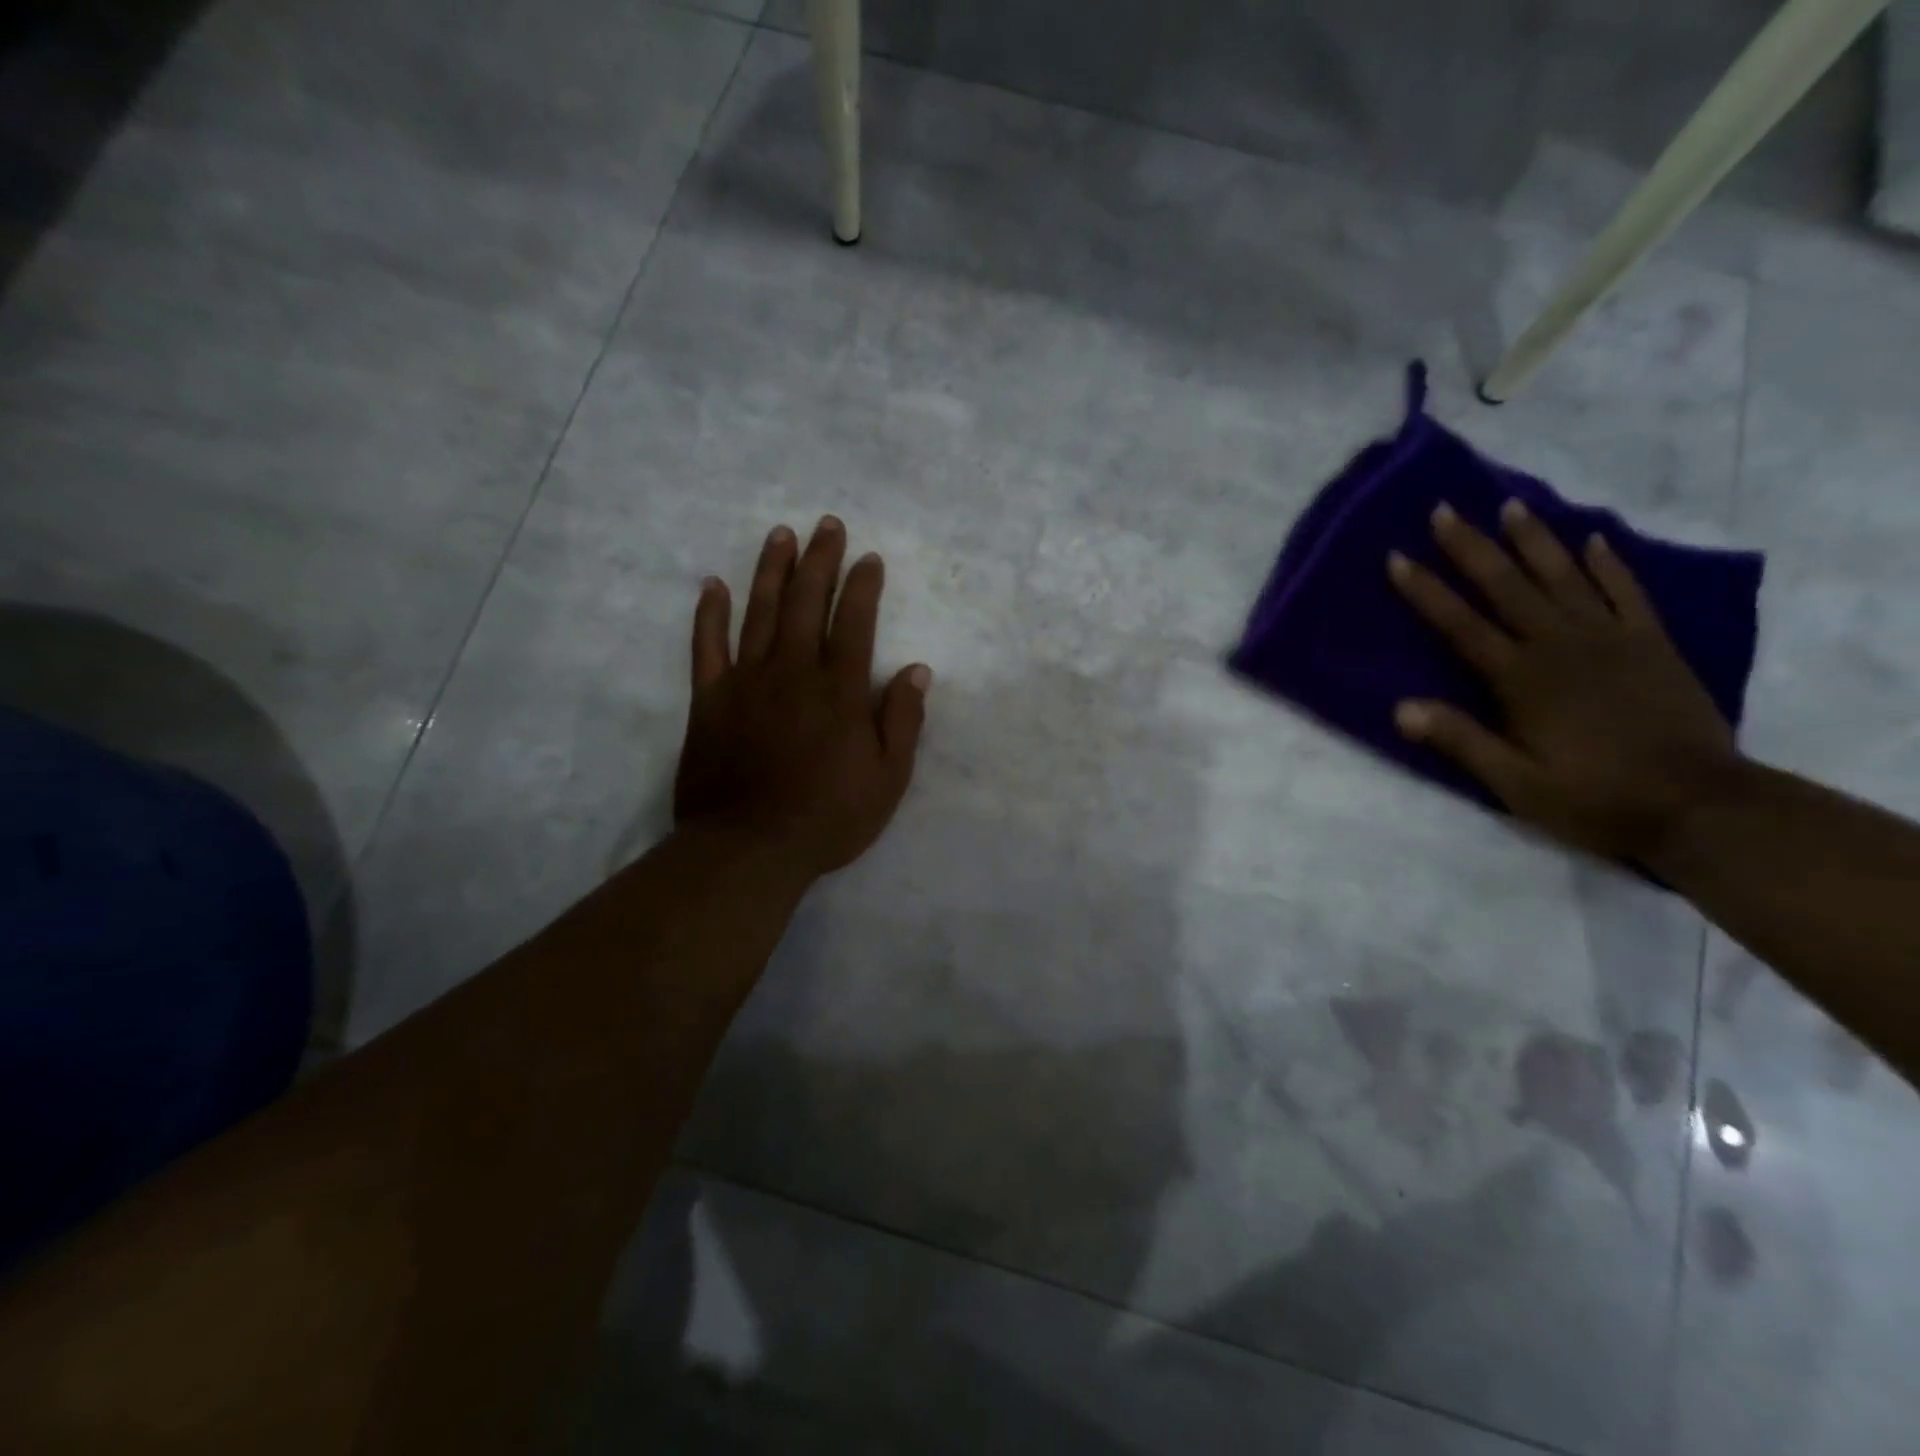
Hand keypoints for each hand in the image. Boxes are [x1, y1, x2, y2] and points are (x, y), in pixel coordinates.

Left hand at [675, 516, 930, 880]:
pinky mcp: (709, 700)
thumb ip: (903, 720)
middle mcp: (793, 672)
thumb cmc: (828, 818)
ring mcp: (747, 682)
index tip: (869, 558)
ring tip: (780, 535)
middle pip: (807, 602)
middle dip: (820, 560)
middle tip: (826, 525)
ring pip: (760, 612)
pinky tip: (714, 585)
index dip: (863, 586)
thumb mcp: (888, 779)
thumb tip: (917, 669)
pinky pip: (707, 647)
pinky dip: (710, 614)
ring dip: (771, 570)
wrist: (750, 848)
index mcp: (840, 690)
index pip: (855, 622)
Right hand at [1387, 499, 1741, 864]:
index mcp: (1521, 679)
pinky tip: (1593, 539)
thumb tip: (1400, 708)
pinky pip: (1625, 592)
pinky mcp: (1652, 644)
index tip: (1398, 557)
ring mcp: (1611, 640)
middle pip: (1507, 587)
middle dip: (1472, 547)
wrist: (1700, 805)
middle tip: (1445, 510)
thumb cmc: (1594, 798)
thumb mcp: (1515, 783)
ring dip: (1534, 540)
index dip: (1426, 590)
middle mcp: (1561, 646)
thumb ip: (1461, 741)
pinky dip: (1608, 563)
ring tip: (1511, 505)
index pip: (1461, 624)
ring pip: (1563, 577)